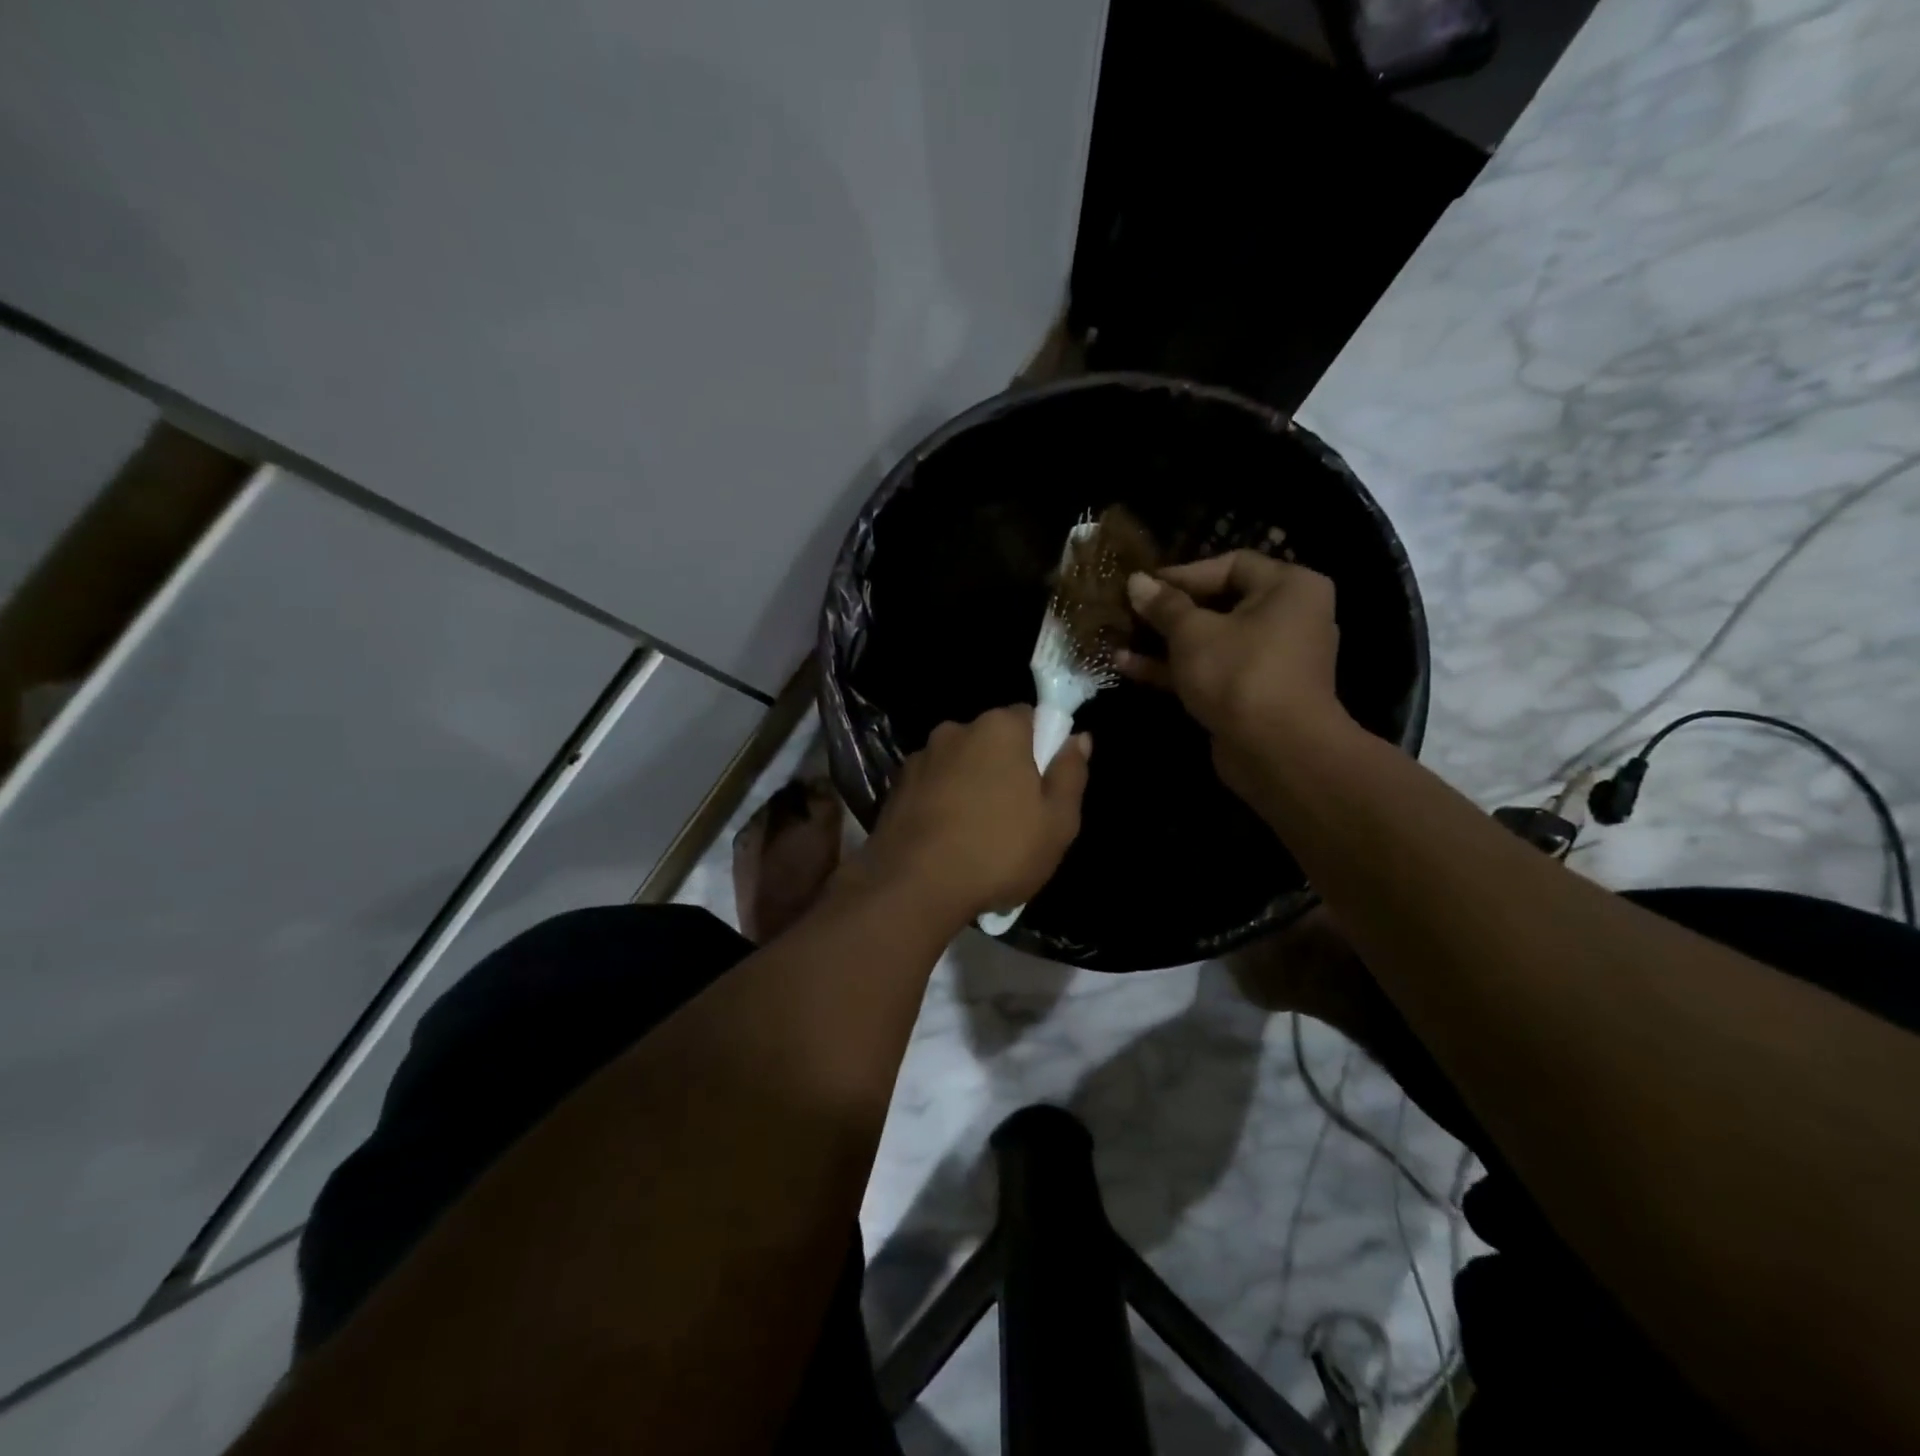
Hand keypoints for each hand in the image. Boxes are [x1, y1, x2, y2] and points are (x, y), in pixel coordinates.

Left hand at [855, 707, 1089, 924]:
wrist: (914, 886)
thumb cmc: (999, 851)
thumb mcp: (1058, 822)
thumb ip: (1070, 773)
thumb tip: (1078, 738)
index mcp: (998, 728)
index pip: (1029, 717)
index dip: (1041, 748)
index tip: (1044, 785)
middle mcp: (955, 730)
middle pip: (991, 740)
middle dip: (1003, 767)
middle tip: (1016, 815)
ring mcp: (920, 758)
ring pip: (958, 764)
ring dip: (969, 785)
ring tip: (976, 834)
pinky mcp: (895, 787)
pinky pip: (931, 786)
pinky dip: (941, 803)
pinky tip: (946, 840)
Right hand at [1120, 551, 1349, 794]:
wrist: (1276, 751)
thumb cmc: (1239, 673)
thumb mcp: (1193, 632)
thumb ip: (1163, 605)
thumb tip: (1136, 581)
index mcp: (1288, 588)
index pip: (1231, 564)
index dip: (1183, 573)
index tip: (1142, 584)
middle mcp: (1288, 617)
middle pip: (1219, 603)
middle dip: (1169, 610)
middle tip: (1128, 610)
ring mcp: (1270, 659)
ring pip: (1210, 641)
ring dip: (1164, 642)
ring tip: (1120, 638)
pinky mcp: (1252, 693)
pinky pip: (1211, 670)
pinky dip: (1176, 668)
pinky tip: (1128, 666)